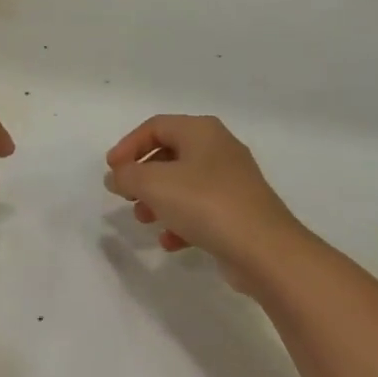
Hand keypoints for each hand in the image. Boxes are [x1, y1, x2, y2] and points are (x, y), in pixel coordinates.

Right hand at [103, 116, 308, 289]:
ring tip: (144, 219)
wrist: (265, 250)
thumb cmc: (205, 204)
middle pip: (169, 154)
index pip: (155, 126)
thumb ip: (127, 176)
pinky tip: (170, 242)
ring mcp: (233, 181)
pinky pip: (202, 209)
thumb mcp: (154, 184)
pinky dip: (181, 221)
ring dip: (159, 200)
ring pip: (184, 183)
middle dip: (143, 176)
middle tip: (126, 195)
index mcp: (201, 131)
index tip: (112, 171)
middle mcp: (219, 148)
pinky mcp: (240, 211)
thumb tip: (116, 176)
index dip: (128, 145)